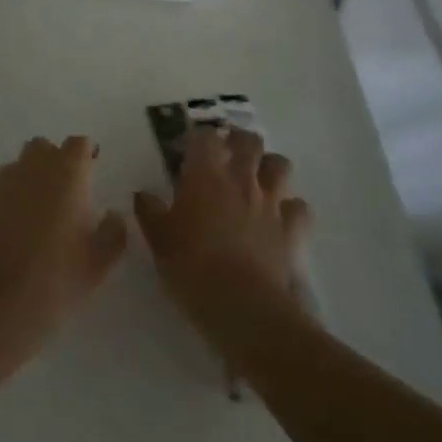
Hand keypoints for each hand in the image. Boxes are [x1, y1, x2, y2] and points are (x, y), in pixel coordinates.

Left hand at [0, 135, 127, 347]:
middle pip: (42, 147)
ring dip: (28, 181)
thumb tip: (113, 215)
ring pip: (16, 168)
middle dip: (53, 160)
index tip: (91, 170)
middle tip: (64, 192)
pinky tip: (10, 234)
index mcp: (66, 173)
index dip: (85, 154)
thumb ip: (114, 231)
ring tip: (36, 215)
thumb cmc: (58, 278)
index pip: (78, 144)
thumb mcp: (101, 261)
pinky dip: (5, 205)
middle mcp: (31, 169)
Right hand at [134, 128, 310, 326]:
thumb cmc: (191, 267)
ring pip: (280, 165)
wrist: (242, 305)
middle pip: (249, 141)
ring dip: (269, 166)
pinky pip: (298, 207)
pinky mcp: (292, 229)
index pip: (205, 136)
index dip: (198, 139)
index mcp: (205, 175)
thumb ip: (149, 211)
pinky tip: (280, 217)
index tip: (188, 151)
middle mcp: (241, 179)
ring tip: (257, 179)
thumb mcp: (158, 240)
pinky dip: (291, 207)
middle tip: (226, 154)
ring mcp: (271, 202)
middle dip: (239, 141)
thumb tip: (143, 194)